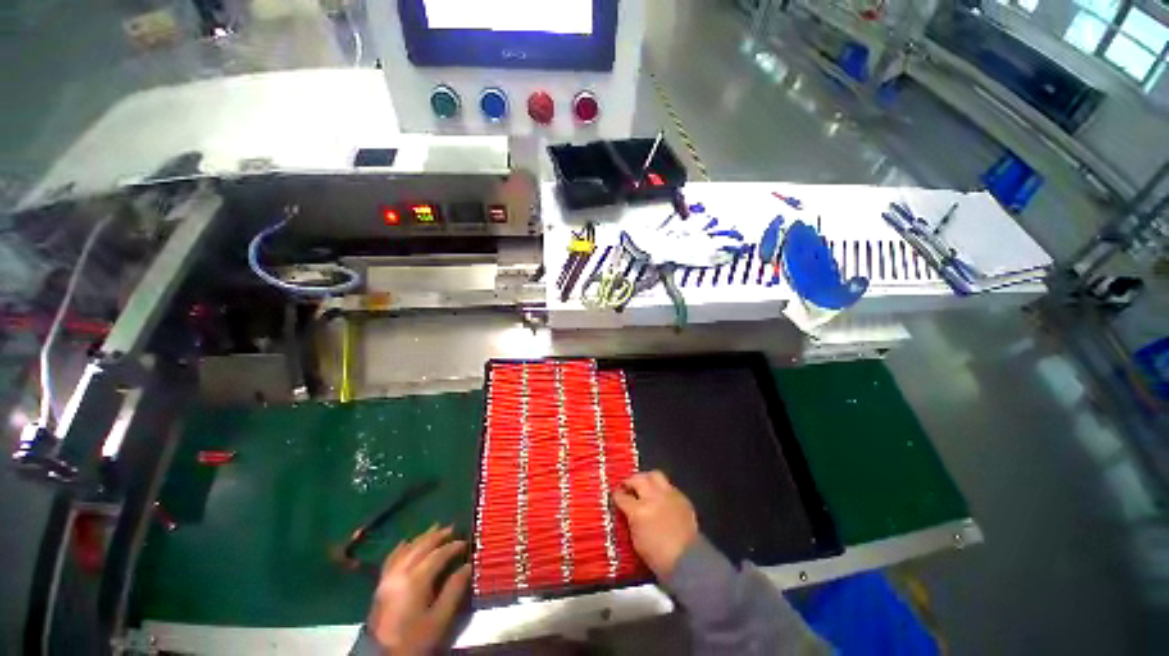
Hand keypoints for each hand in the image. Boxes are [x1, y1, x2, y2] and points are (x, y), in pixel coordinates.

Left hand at [366, 525, 470, 654]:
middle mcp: (400, 573)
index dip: (453, 546)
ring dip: (422, 537)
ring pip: (407, 549)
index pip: (438, 555)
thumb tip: (468, 567)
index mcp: (416, 580)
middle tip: (452, 527)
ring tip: (434, 528)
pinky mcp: (380, 585)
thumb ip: (453, 590)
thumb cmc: (415, 639)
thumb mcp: (440, 619)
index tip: (466, 542)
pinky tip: (406, 542)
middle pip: (421, 547)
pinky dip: (402, 547)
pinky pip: (392, 558)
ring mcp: (387, 578)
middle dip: (438, 536)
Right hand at [612, 471, 698, 578]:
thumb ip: (631, 520)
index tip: (615, 495)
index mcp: (639, 511)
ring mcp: (669, 495)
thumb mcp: (636, 540)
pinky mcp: (682, 497)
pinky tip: (661, 497)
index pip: (622, 496)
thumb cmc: (658, 556)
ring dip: (647, 479)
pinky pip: (669, 486)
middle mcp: (653, 497)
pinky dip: (662, 488)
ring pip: (655, 475)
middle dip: (631, 481)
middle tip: (628, 486)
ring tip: (644, 485)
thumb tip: (628, 511)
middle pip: (638, 479)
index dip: (617, 495)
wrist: (688, 561)